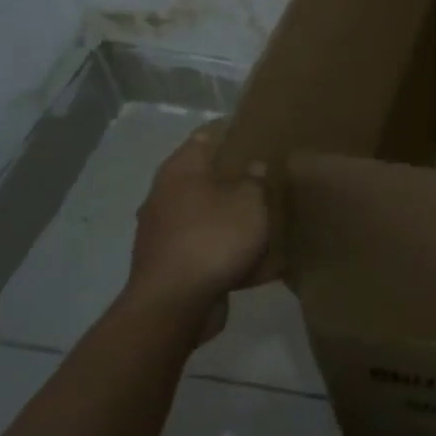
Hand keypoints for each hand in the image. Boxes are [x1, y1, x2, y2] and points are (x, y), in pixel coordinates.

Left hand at [124, 124, 273, 342]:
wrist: (174, 305)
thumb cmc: (213, 239)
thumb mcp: (249, 202)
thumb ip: (255, 181)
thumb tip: (254, 167)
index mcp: (180, 170)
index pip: (206, 136)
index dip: (233, 130)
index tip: (261, 131)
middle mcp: (165, 196)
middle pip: (205, 176)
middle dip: (236, 176)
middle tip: (271, 175)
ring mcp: (165, 232)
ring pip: (207, 214)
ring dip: (233, 215)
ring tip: (268, 216)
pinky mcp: (172, 264)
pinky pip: (208, 248)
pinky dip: (229, 250)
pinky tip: (259, 260)